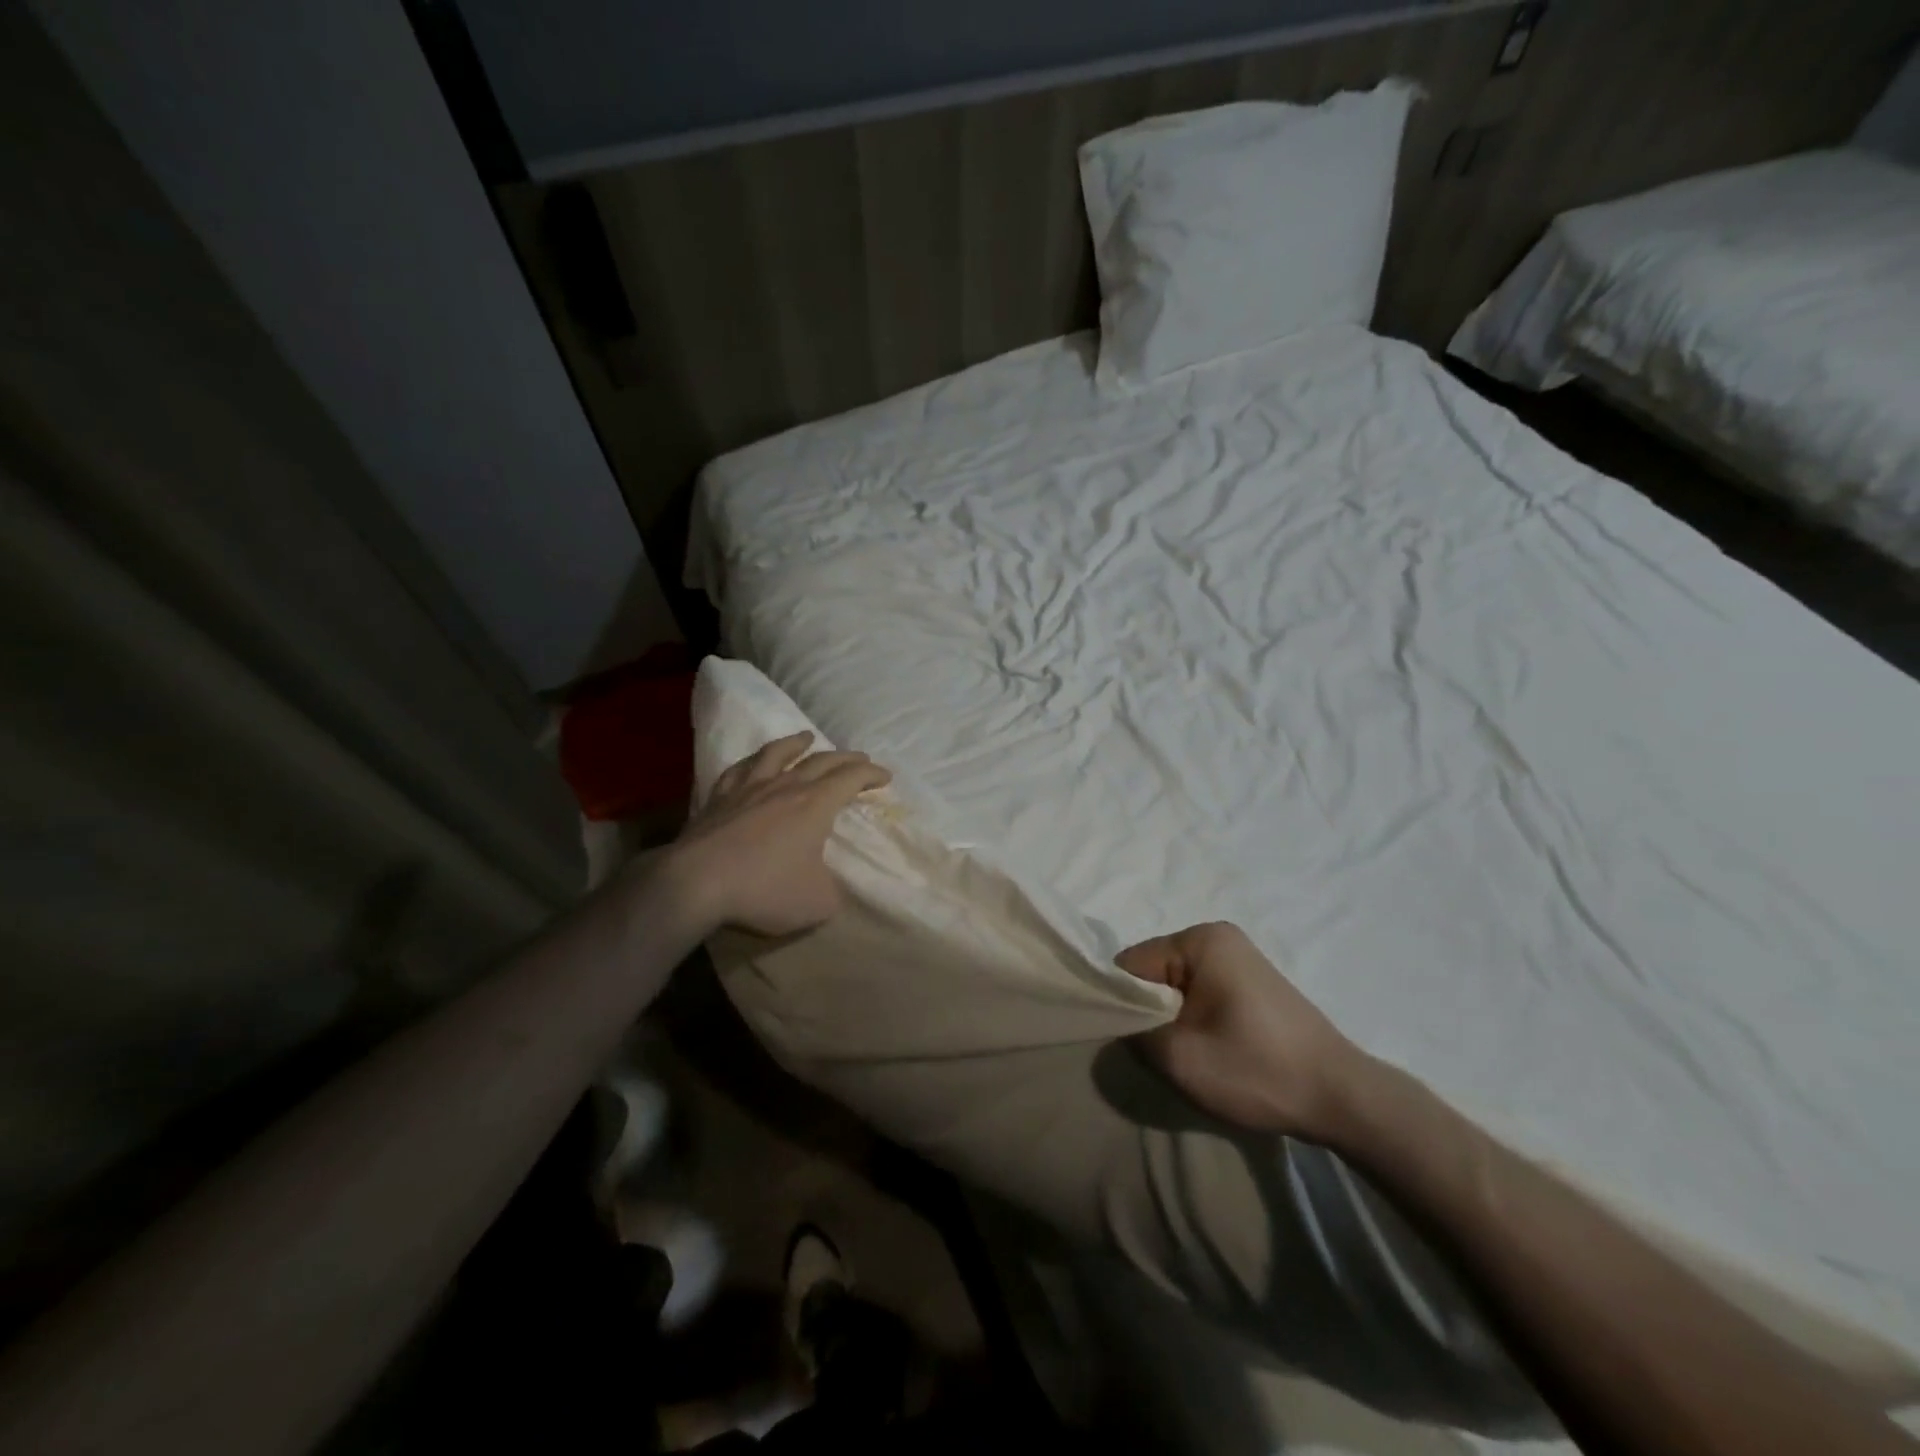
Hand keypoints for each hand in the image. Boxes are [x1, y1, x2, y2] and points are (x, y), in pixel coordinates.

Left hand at [662, 732, 890, 937]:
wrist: (696, 882)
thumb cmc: (764, 889)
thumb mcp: (816, 902)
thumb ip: (831, 890)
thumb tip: (827, 885)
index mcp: (815, 805)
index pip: (851, 778)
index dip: (871, 774)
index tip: (885, 776)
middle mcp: (785, 787)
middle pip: (821, 761)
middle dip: (845, 758)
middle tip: (859, 758)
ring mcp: (748, 789)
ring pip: (776, 754)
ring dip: (796, 743)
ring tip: (806, 737)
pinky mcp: (718, 799)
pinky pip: (738, 770)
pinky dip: (752, 762)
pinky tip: (752, 762)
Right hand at [1117, 922, 1368, 1137]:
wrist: (1343, 1099)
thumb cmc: (1257, 1070)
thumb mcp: (1179, 1057)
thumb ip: (1131, 1034)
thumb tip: (1117, 1026)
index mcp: (1200, 940)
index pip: (1131, 964)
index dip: (1119, 1003)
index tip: (1120, 1040)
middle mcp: (1218, 937)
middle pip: (1154, 973)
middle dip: (1146, 1012)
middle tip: (1154, 1054)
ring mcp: (1240, 959)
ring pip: (1177, 987)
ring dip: (1171, 1020)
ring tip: (1183, 1056)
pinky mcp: (1253, 985)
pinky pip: (1202, 994)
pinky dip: (1194, 1021)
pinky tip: (1208, 1052)